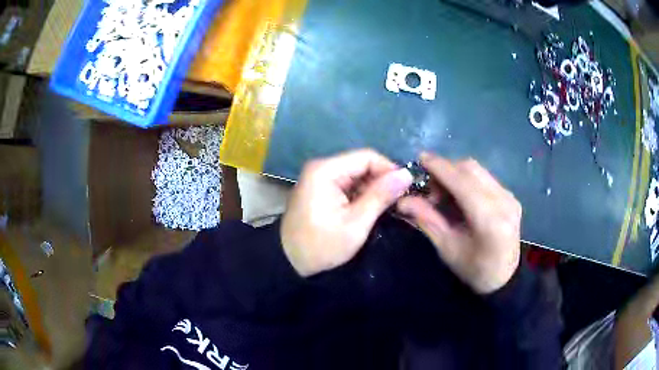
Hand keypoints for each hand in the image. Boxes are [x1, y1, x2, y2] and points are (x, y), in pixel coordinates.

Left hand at [281, 149, 412, 276]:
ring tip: (388, 206)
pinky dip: (361, 194)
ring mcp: (319, 177)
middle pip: (361, 163)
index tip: (405, 188)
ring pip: (356, 174)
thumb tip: (406, 174)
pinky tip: (370, 208)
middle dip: (382, 180)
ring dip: (373, 188)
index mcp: (326, 170)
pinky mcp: (321, 188)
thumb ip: (381, 196)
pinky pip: (347, 184)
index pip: (367, 156)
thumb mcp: (356, 223)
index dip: (389, 169)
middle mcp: (321, 167)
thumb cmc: (322, 246)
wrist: (289, 261)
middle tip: (399, 201)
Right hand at [397, 153, 521, 293]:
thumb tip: (402, 200)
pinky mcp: (511, 196)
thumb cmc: (473, 270)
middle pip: (471, 169)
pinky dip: (468, 179)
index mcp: (489, 220)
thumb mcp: (447, 248)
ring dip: (456, 174)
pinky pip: (485, 177)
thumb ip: (427, 220)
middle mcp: (504, 201)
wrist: (504, 278)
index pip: (462, 182)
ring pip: (478, 170)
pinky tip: (460, 196)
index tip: (420, 158)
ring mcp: (510, 196)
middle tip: (430, 187)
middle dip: (446, 169)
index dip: (440, 167)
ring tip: (443, 193)